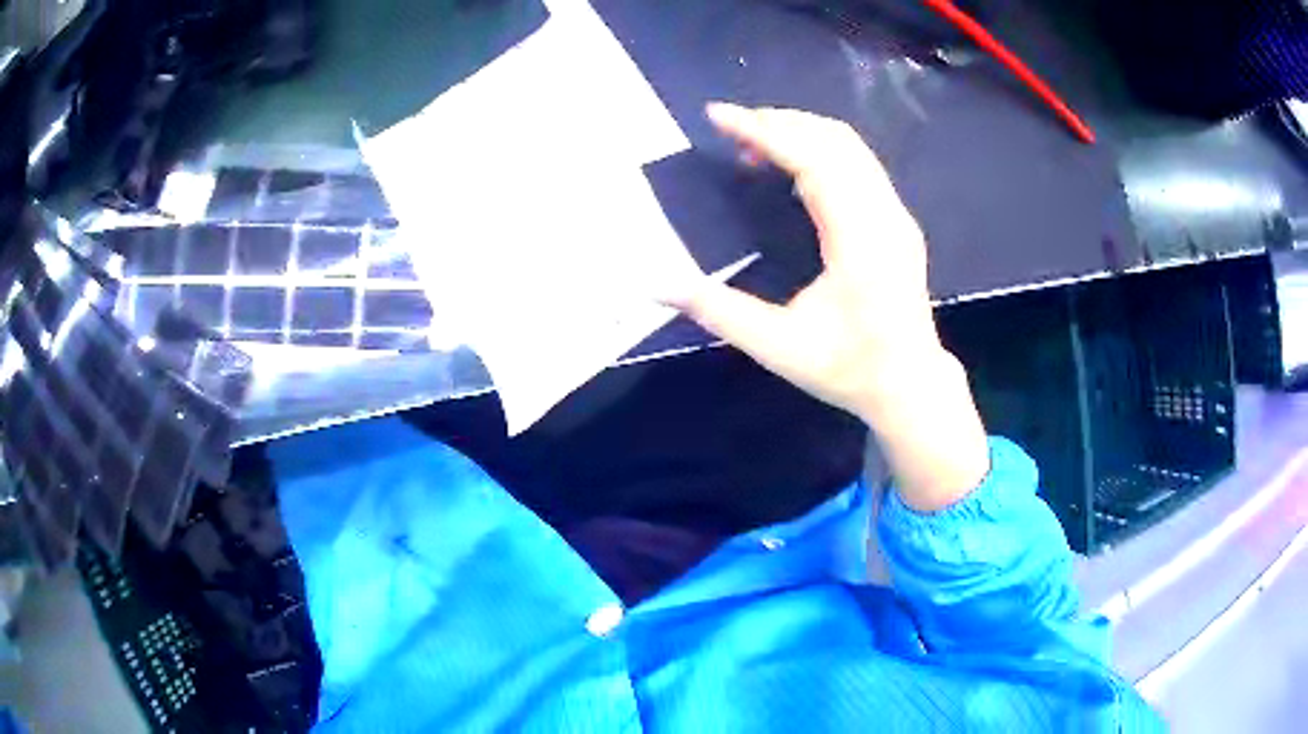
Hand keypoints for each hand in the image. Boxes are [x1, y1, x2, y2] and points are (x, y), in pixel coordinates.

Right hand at [668, 103, 989, 510]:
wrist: (911, 386)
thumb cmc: (849, 370)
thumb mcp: (778, 347)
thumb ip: (717, 311)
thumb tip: (657, 284)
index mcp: (859, 241)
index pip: (813, 160)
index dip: (763, 131)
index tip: (718, 116)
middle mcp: (885, 216)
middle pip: (834, 140)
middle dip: (778, 122)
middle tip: (730, 126)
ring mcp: (896, 216)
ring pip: (850, 147)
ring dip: (800, 132)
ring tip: (752, 142)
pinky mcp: (897, 221)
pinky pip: (858, 164)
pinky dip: (820, 151)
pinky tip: (789, 166)